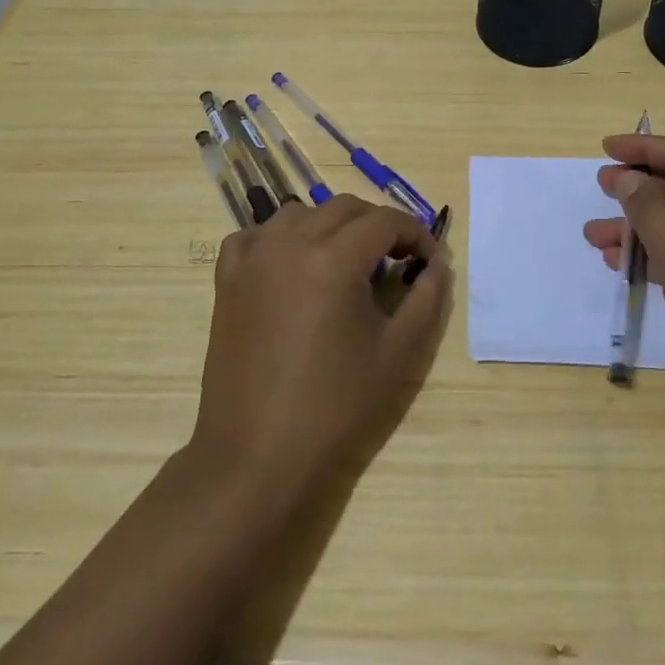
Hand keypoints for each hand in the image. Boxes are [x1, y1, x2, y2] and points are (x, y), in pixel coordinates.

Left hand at [193, 196, 449, 494]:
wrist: (258, 456)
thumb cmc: (336, 406)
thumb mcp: (399, 353)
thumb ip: (427, 298)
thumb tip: (437, 265)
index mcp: (333, 257)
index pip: (385, 220)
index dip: (415, 234)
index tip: (429, 262)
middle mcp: (289, 243)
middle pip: (344, 208)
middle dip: (378, 226)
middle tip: (397, 261)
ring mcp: (253, 259)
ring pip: (300, 214)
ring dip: (332, 227)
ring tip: (348, 264)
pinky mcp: (227, 281)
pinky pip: (256, 236)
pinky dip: (281, 239)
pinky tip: (293, 267)